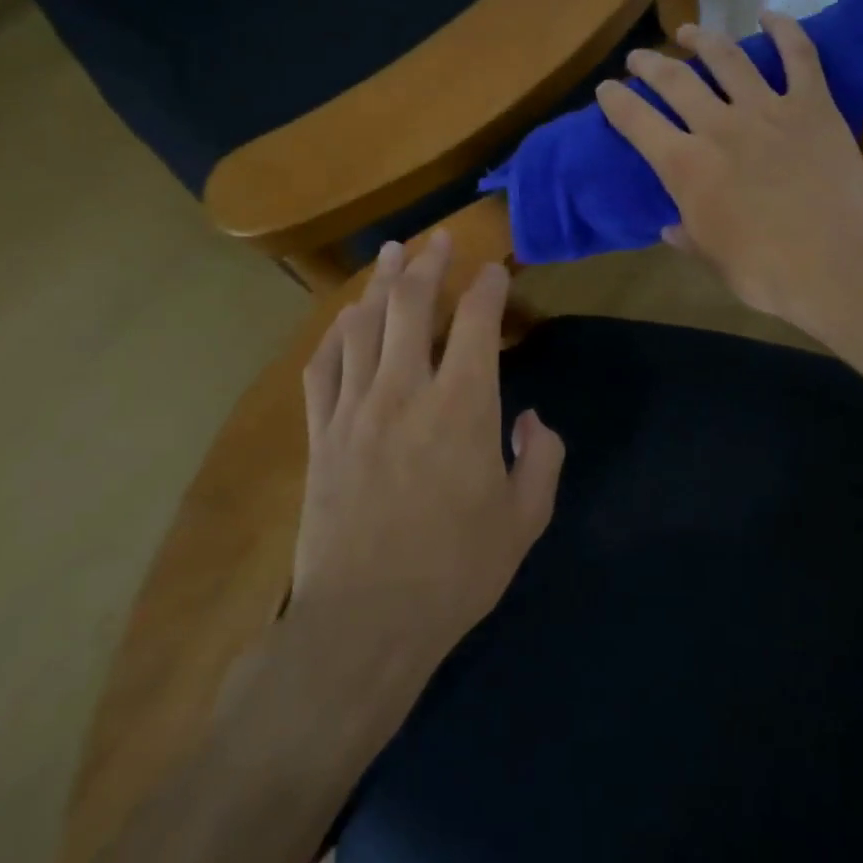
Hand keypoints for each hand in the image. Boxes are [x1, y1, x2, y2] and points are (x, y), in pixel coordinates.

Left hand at [292, 231, 564, 654]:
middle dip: (429, 265)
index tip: (496, 268)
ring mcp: (355, 410)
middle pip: (413, 307)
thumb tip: (530, 419)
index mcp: (463, 407)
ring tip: (393, 254)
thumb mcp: (524, 520)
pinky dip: (336, 334)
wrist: (365, 622)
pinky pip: (323, 367)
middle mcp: (406, 392)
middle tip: (439, 240)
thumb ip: (540, 459)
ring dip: (381, 284)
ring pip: (365, 326)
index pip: (477, 324)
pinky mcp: (321, 435)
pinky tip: (346, 317)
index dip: (488, 287)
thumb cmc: (455, 571)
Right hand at [597, 15, 862, 334]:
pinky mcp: (813, 106)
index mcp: (686, 167)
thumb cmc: (766, 272)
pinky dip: (784, 30)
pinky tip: (769, 16)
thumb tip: (672, 227)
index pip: (637, 123)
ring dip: (703, 39)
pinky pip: (799, 56)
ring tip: (690, 32)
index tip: (607, 90)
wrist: (834, 263)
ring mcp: (768, 110)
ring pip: (727, 58)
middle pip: (675, 80)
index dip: (616, 102)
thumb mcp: (714, 259)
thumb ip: (689, 235)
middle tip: (640, 58)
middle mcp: (719, 127)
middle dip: (650, 64)